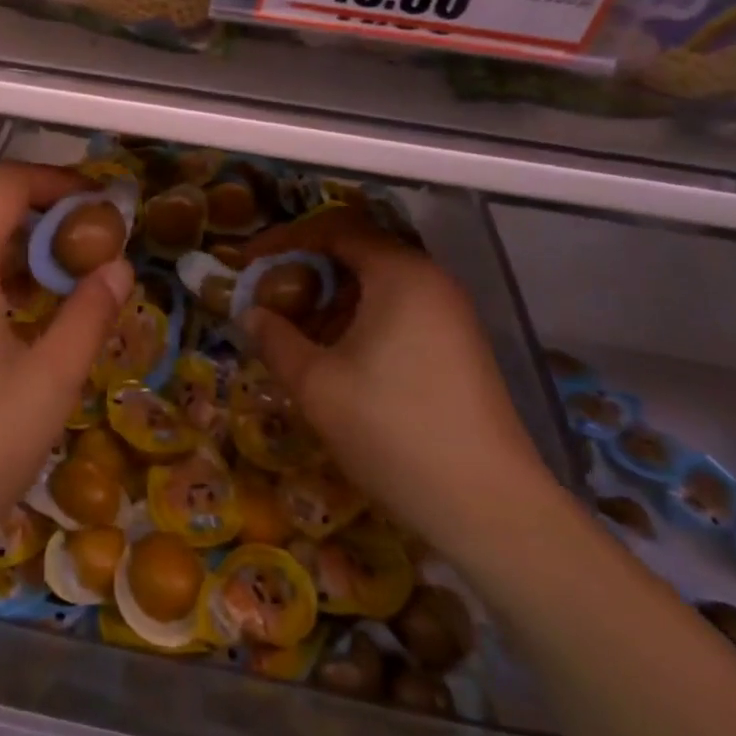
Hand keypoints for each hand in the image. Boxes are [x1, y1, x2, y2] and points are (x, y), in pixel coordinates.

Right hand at [238, 206, 551, 556]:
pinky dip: (359, 321)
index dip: (284, 240)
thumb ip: (275, 339)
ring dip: (330, 301)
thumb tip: (251, 314)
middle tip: (270, 302)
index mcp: (400, 274)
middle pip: (356, 254)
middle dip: (305, 273)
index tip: (247, 263)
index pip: (333, 229)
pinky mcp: (458, 346)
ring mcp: (451, 315)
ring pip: (377, 286)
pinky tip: (337, 360)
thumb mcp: (316, 384)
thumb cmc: (393, 430)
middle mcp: (430, 281)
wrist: (489, 507)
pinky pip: (398, 312)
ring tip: (297, 336)